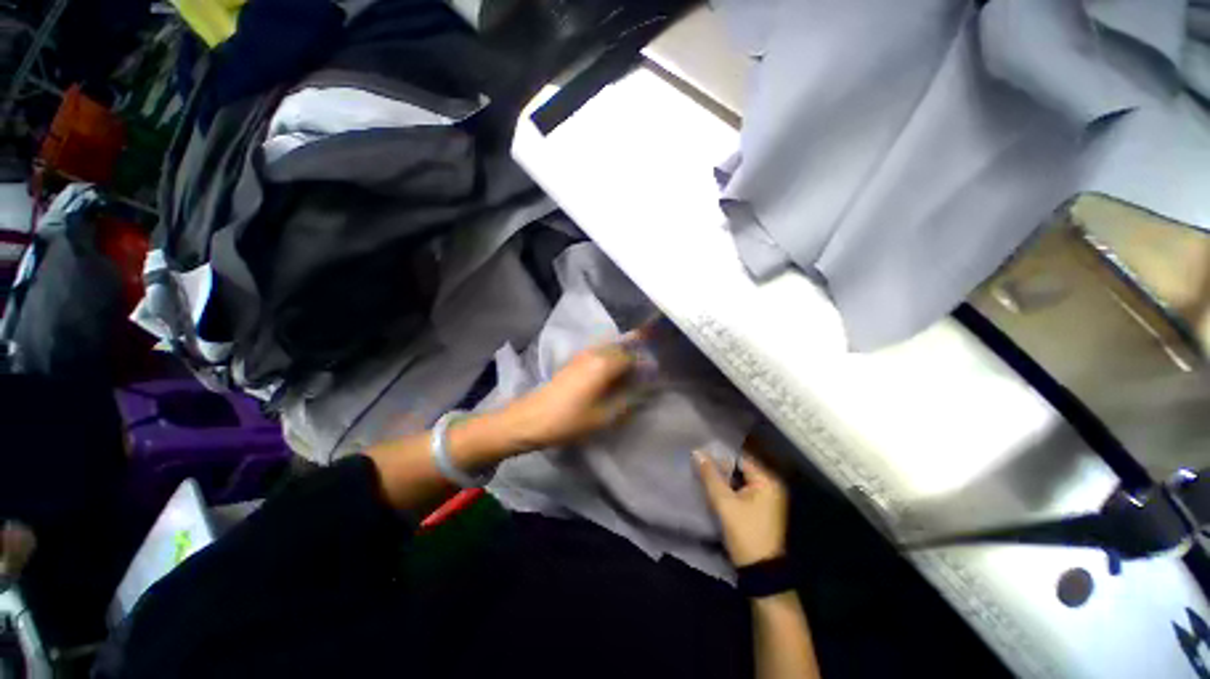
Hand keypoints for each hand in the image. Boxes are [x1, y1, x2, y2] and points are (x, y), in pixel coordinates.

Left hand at [509, 339, 639, 447]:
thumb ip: (628, 400)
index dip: (646, 364)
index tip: (655, 376)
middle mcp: (594, 353)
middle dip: (636, 356)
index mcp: (604, 363)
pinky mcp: (573, 361)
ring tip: (632, 375)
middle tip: (646, 374)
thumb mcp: (604, 416)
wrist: (529, 419)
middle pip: (622, 347)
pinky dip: (610, 359)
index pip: (633, 356)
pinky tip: (612, 375)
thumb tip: (644, 390)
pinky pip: (599, 353)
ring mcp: (582, 355)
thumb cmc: (568, 420)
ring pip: (610, 348)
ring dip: (623, 356)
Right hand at [696, 451, 787, 566]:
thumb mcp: (724, 503)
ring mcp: (768, 499)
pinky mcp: (762, 509)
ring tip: (704, 476)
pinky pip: (743, 491)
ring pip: (741, 480)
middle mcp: (771, 486)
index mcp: (767, 481)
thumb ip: (710, 476)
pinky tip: (715, 491)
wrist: (761, 572)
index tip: (702, 456)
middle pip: (741, 468)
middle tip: (700, 466)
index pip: (740, 458)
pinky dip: (731, 490)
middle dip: (721, 468)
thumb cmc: (745, 533)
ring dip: (724, 479)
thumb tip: (697, 452)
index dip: (720, 456)